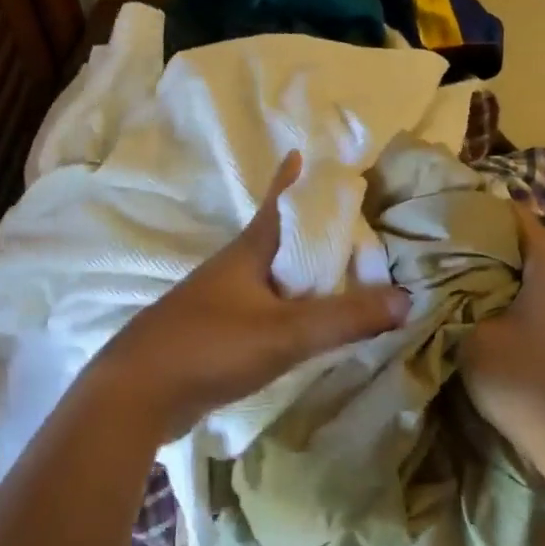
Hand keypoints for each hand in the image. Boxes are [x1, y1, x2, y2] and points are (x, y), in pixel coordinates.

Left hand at [90, 152, 411, 442]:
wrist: (137, 393)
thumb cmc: (210, 345)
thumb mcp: (284, 332)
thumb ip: (344, 318)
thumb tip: (407, 298)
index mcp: (249, 252)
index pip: (278, 203)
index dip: (291, 179)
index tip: (302, 152)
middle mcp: (234, 268)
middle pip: (277, 238)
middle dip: (308, 228)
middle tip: (347, 223)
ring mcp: (220, 302)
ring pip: (270, 276)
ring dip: (299, 270)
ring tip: (334, 271)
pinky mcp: (215, 334)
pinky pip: (263, 308)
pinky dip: (288, 306)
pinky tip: (303, 322)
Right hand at [460, 204, 544, 460]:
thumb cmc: (529, 383)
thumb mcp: (471, 338)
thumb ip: (452, 300)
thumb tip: (439, 281)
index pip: (512, 213)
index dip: (473, 211)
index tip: (439, 219)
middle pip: (524, 243)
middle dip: (482, 246)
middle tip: (439, 253)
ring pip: (535, 273)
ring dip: (499, 276)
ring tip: (456, 282)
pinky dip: (518, 299)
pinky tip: (489, 314)